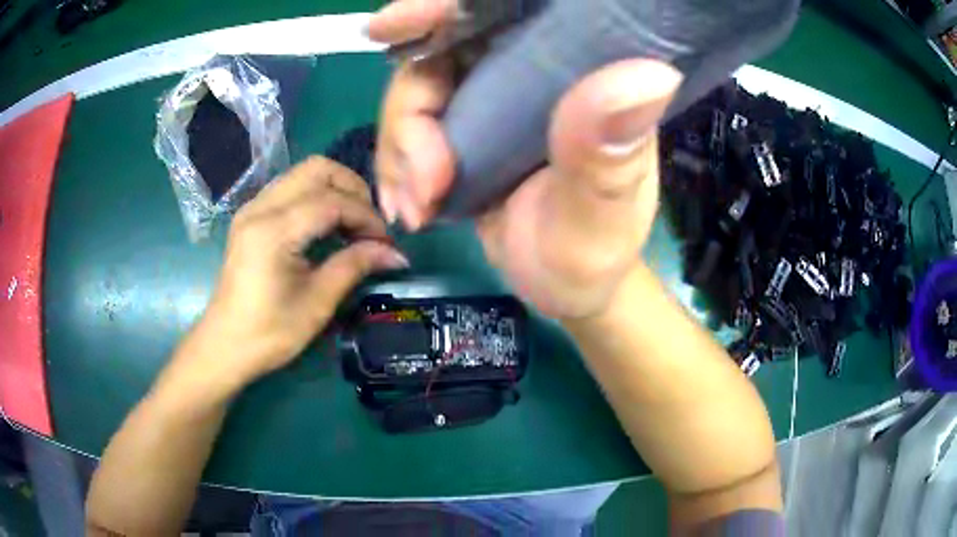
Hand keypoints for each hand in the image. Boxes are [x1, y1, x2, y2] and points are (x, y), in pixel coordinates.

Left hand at [194, 157, 408, 384]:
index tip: (387, 243)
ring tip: (352, 225)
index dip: (366, 217)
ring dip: (334, 190)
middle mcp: (260, 207)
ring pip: (303, 173)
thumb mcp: (317, 303)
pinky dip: (316, 197)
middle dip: (352, 190)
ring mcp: (252, 208)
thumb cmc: (269, 333)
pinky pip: (290, 188)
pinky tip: (326, 226)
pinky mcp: (250, 216)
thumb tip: (395, 254)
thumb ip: (355, 266)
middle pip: (317, 169)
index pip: (332, 201)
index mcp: (274, 231)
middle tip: (369, 225)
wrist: (225, 345)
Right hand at [370, 2, 681, 317]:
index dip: (452, 6)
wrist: (563, 286)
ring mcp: (497, 94)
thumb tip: (649, 73)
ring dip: (400, 148)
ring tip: (417, 208)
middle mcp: (539, 68)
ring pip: (419, 85)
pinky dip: (397, 162)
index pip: (517, 8)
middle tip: (419, 182)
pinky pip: (411, 122)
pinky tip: (409, 206)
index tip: (394, 25)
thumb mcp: (602, 217)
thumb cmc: (593, 255)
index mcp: (587, 71)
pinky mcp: (468, 123)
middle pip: (449, 44)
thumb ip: (610, 157)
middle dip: (411, 105)